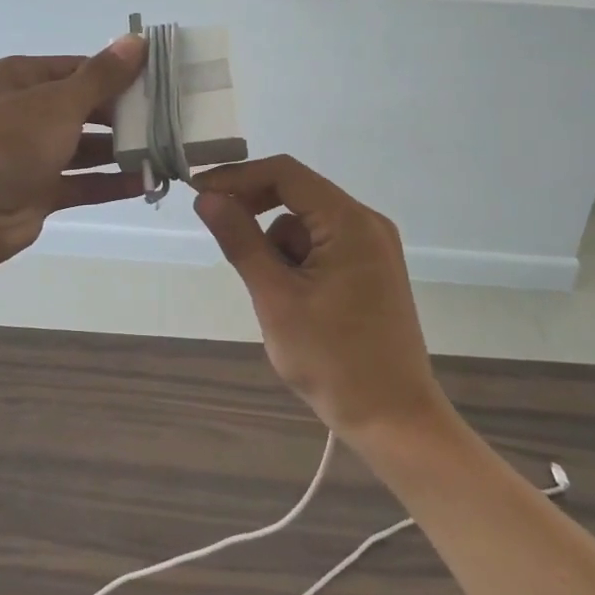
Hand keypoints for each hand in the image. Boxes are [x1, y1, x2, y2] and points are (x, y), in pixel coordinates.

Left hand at [0, 37, 146, 269]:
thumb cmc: (6, 141)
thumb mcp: (58, 102)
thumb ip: (102, 76)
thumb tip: (137, 40)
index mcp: (19, 78)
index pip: (77, 68)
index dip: (116, 72)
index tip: (158, 79)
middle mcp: (23, 112)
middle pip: (82, 108)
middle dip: (122, 114)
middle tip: (169, 117)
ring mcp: (29, 154)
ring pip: (83, 147)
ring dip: (119, 150)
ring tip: (165, 149)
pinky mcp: (37, 191)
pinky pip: (80, 182)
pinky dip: (109, 182)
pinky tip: (144, 182)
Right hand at [193, 155, 449, 440]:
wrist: (395, 420)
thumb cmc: (333, 360)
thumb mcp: (276, 299)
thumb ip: (240, 242)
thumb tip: (207, 199)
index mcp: (350, 222)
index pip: (285, 174)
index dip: (238, 177)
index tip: (199, 194)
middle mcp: (366, 223)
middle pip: (297, 195)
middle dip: (255, 212)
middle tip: (220, 234)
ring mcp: (372, 247)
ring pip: (305, 225)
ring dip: (277, 247)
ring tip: (273, 298)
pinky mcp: (370, 270)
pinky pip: (321, 246)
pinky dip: (296, 262)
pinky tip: (294, 303)